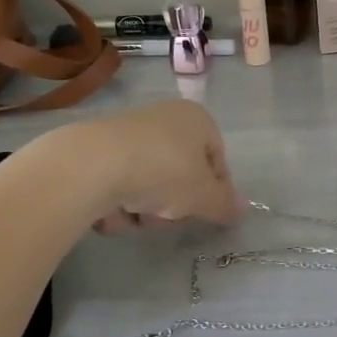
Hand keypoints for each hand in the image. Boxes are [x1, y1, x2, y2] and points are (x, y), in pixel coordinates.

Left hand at [43, 101, 241, 235]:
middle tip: (167, 217)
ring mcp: (130, 133)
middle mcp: (165, 119)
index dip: (215, 191)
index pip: (218, 160)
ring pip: (149, 184)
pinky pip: (119, 184)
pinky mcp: (98, 150)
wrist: (91, 165)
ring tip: (134, 215)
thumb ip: (225, 205)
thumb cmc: (162, 171)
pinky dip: (117, 203)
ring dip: (145, 209)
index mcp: (197, 119)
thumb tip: (244, 209)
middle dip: (175, 204)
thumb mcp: (203, 195)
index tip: (206, 214)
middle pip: (182, 174)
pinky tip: (109, 211)